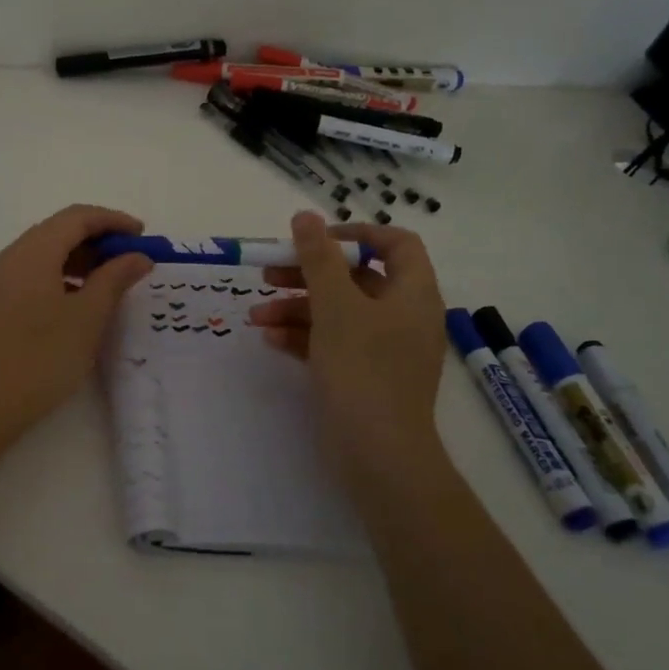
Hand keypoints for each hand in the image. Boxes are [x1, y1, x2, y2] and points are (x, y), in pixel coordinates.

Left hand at [0, 204, 153, 430]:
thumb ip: (114, 279)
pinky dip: (60, 275)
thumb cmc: (40, 358)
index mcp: (32, 252)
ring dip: (79, 258)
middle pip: (58, 230)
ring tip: (110, 281)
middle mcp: (10, 256)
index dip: (112, 220)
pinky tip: (78, 300)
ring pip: (44, 253)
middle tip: (130, 259)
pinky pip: (32, 273)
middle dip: (97, 238)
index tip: (142, 235)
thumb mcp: (87, 318)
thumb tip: (137, 256)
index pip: (76, 217)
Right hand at [249, 210, 448, 488]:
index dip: (355, 234)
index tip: (314, 240)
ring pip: (338, 312)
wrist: (378, 453)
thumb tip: (305, 216)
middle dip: (308, 274)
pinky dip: (304, 337)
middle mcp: (403, 316)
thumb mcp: (335, 306)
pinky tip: (271, 340)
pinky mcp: (365, 376)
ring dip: (296, 308)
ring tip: (256, 316)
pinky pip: (333, 343)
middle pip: (355, 278)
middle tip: (267, 273)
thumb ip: (318, 258)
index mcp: (412, 292)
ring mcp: (384, 349)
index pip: (395, 244)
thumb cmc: (362, 368)